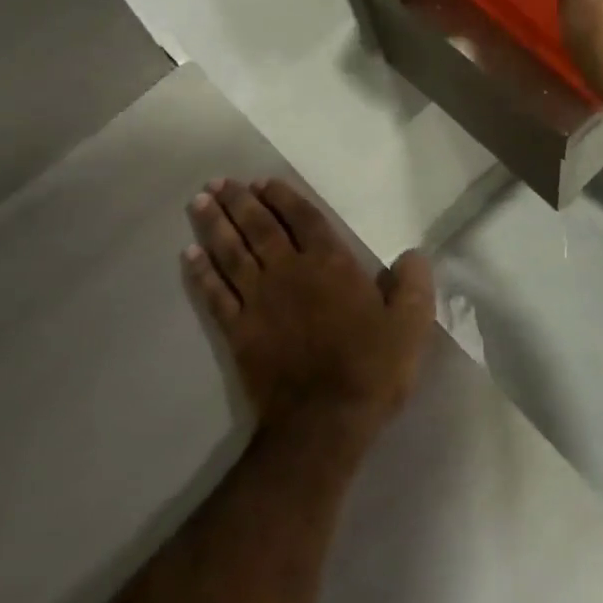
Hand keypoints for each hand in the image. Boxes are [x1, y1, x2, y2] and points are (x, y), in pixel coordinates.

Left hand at [183, 177, 434, 442]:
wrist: (324, 421)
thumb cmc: (371, 368)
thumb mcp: (410, 324)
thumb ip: (413, 284)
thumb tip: (413, 253)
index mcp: (330, 264)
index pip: (303, 219)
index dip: (283, 197)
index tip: (263, 182)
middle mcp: (289, 272)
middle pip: (259, 227)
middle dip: (239, 201)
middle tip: (220, 182)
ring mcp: (259, 300)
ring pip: (232, 252)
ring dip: (215, 225)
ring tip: (200, 202)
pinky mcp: (238, 330)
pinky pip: (215, 294)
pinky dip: (201, 272)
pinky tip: (189, 255)